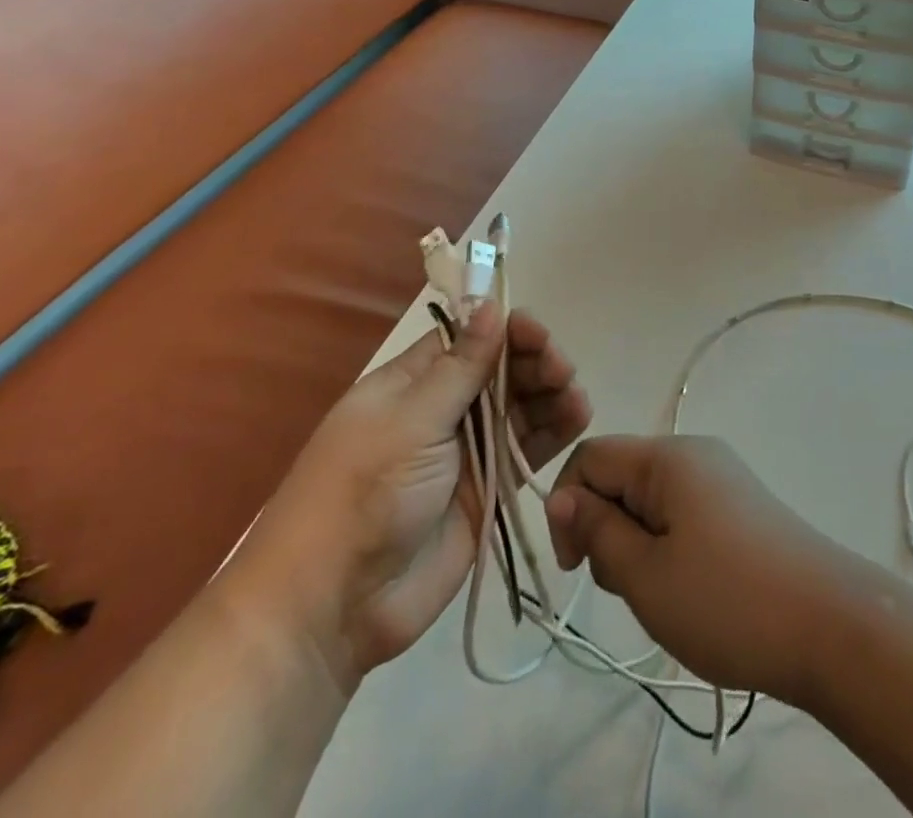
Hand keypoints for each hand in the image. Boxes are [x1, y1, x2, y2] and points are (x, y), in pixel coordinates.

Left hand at [227, 305, 590, 688]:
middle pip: (500, 371)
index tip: (535, 332)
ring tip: (573, 394)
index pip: (467, 339)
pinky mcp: (487, 490)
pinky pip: (527, 449)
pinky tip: (578, 416)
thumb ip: (460, 367)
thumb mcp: (411, 421)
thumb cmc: (363, 494)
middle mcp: (442, 411)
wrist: (333, 608)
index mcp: (412, 385)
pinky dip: (554, 431)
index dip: (504, 330)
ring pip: (520, 407)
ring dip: (550, 393)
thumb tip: (487, 304)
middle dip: (533, 362)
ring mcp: (467, 452)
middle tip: (560, 369)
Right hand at [544, 435, 858, 705]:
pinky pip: (683, 513)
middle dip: (607, 529)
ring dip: (639, 545)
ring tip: (667, 596)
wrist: (830, 626)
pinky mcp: (741, 505)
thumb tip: (560, 496)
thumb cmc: (727, 600)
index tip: (575, 569)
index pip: (590, 455)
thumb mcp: (645, 574)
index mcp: (669, 456)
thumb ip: (597, 530)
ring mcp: (723, 477)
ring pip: (651, 500)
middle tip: (631, 588)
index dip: (568, 506)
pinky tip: (693, 590)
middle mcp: (696, 453)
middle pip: (622, 476)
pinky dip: (670, 547)